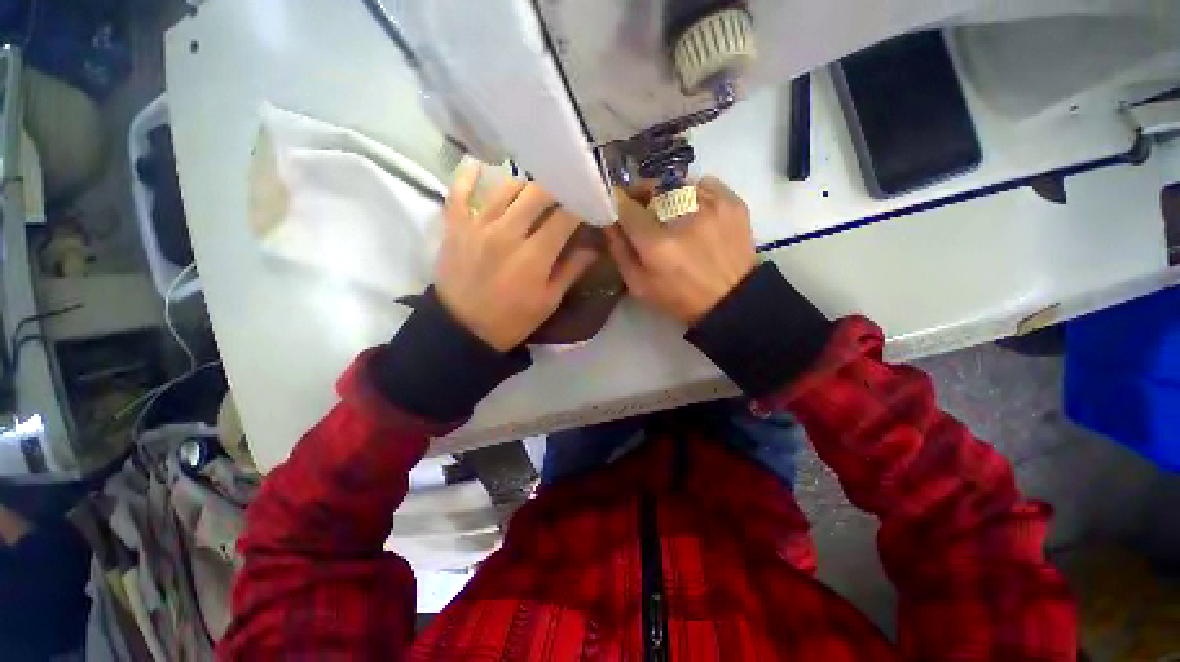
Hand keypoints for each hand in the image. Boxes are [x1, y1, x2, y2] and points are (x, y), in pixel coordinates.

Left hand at [435, 166, 598, 350]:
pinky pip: (460, 190)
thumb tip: (595, 246)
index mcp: (534, 255)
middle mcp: (507, 232)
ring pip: (507, 186)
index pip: (565, 216)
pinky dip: (470, 175)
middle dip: (558, 186)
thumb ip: (571, 270)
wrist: (463, 330)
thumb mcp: (548, 301)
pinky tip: (481, 165)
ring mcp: (478, 225)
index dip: (581, 204)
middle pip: (538, 192)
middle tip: (566, 190)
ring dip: (526, 182)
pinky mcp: (455, 226)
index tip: (590, 201)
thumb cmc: (512, 320)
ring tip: (537, 185)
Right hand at [605, 177, 755, 324]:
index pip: (626, 207)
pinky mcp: (733, 202)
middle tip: (643, 208)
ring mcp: (712, 205)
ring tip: (672, 214)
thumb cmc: (680, 298)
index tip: (616, 203)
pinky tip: (696, 213)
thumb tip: (609, 221)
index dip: (618, 202)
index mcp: (657, 245)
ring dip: (668, 196)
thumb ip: (620, 252)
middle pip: (652, 188)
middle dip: (642, 195)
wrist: (732, 299)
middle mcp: (683, 217)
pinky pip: (703, 184)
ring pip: (677, 184)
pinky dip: (694, 194)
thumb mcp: (640, 286)